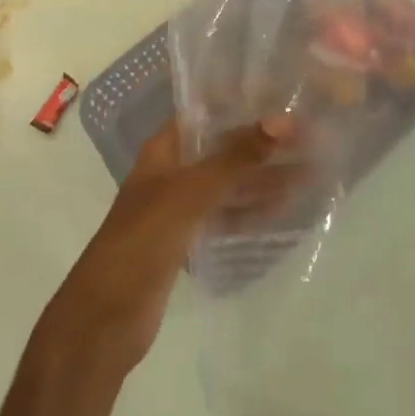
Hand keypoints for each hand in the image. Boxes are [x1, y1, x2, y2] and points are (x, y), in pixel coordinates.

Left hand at [44, 115, 296, 373]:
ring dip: (262, 178)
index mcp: (163, 150)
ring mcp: (179, 209)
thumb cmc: (143, 241)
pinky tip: (284, 210)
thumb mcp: (192, 193)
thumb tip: (284, 120)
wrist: (105, 319)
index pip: (206, 112)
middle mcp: (172, 173)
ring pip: (227, 185)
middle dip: (260, 143)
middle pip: (221, 149)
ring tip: (309, 171)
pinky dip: (251, 212)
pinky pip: (226, 218)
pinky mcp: (187, 243)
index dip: (240, 102)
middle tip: (310, 135)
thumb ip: (236, 157)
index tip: (282, 96)